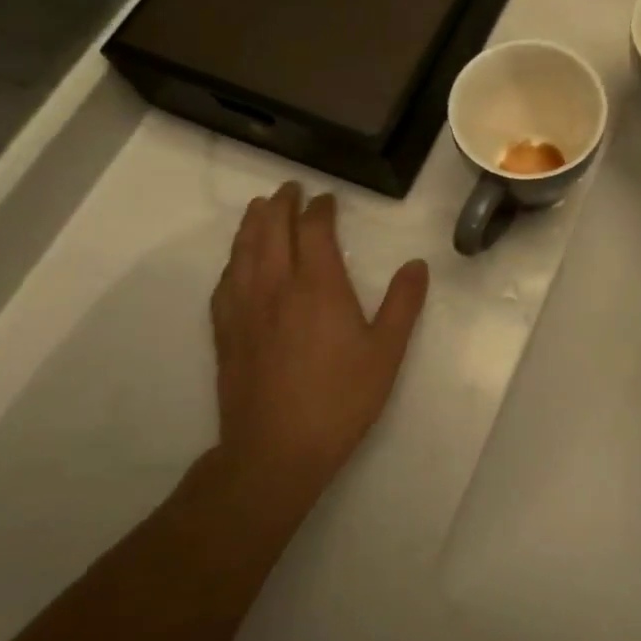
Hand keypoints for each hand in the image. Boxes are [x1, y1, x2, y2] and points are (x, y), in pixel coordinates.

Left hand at [208, 182, 428, 509]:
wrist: (275, 451)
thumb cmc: (340, 398)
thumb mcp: (386, 351)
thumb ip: (403, 303)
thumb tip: (416, 265)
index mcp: (318, 286)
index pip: (315, 231)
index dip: (320, 209)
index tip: (327, 198)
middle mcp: (277, 287)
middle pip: (272, 231)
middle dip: (282, 205)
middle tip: (290, 189)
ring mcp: (245, 309)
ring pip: (244, 251)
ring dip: (253, 224)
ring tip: (260, 208)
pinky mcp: (226, 333)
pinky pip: (225, 282)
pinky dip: (233, 259)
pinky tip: (237, 261)